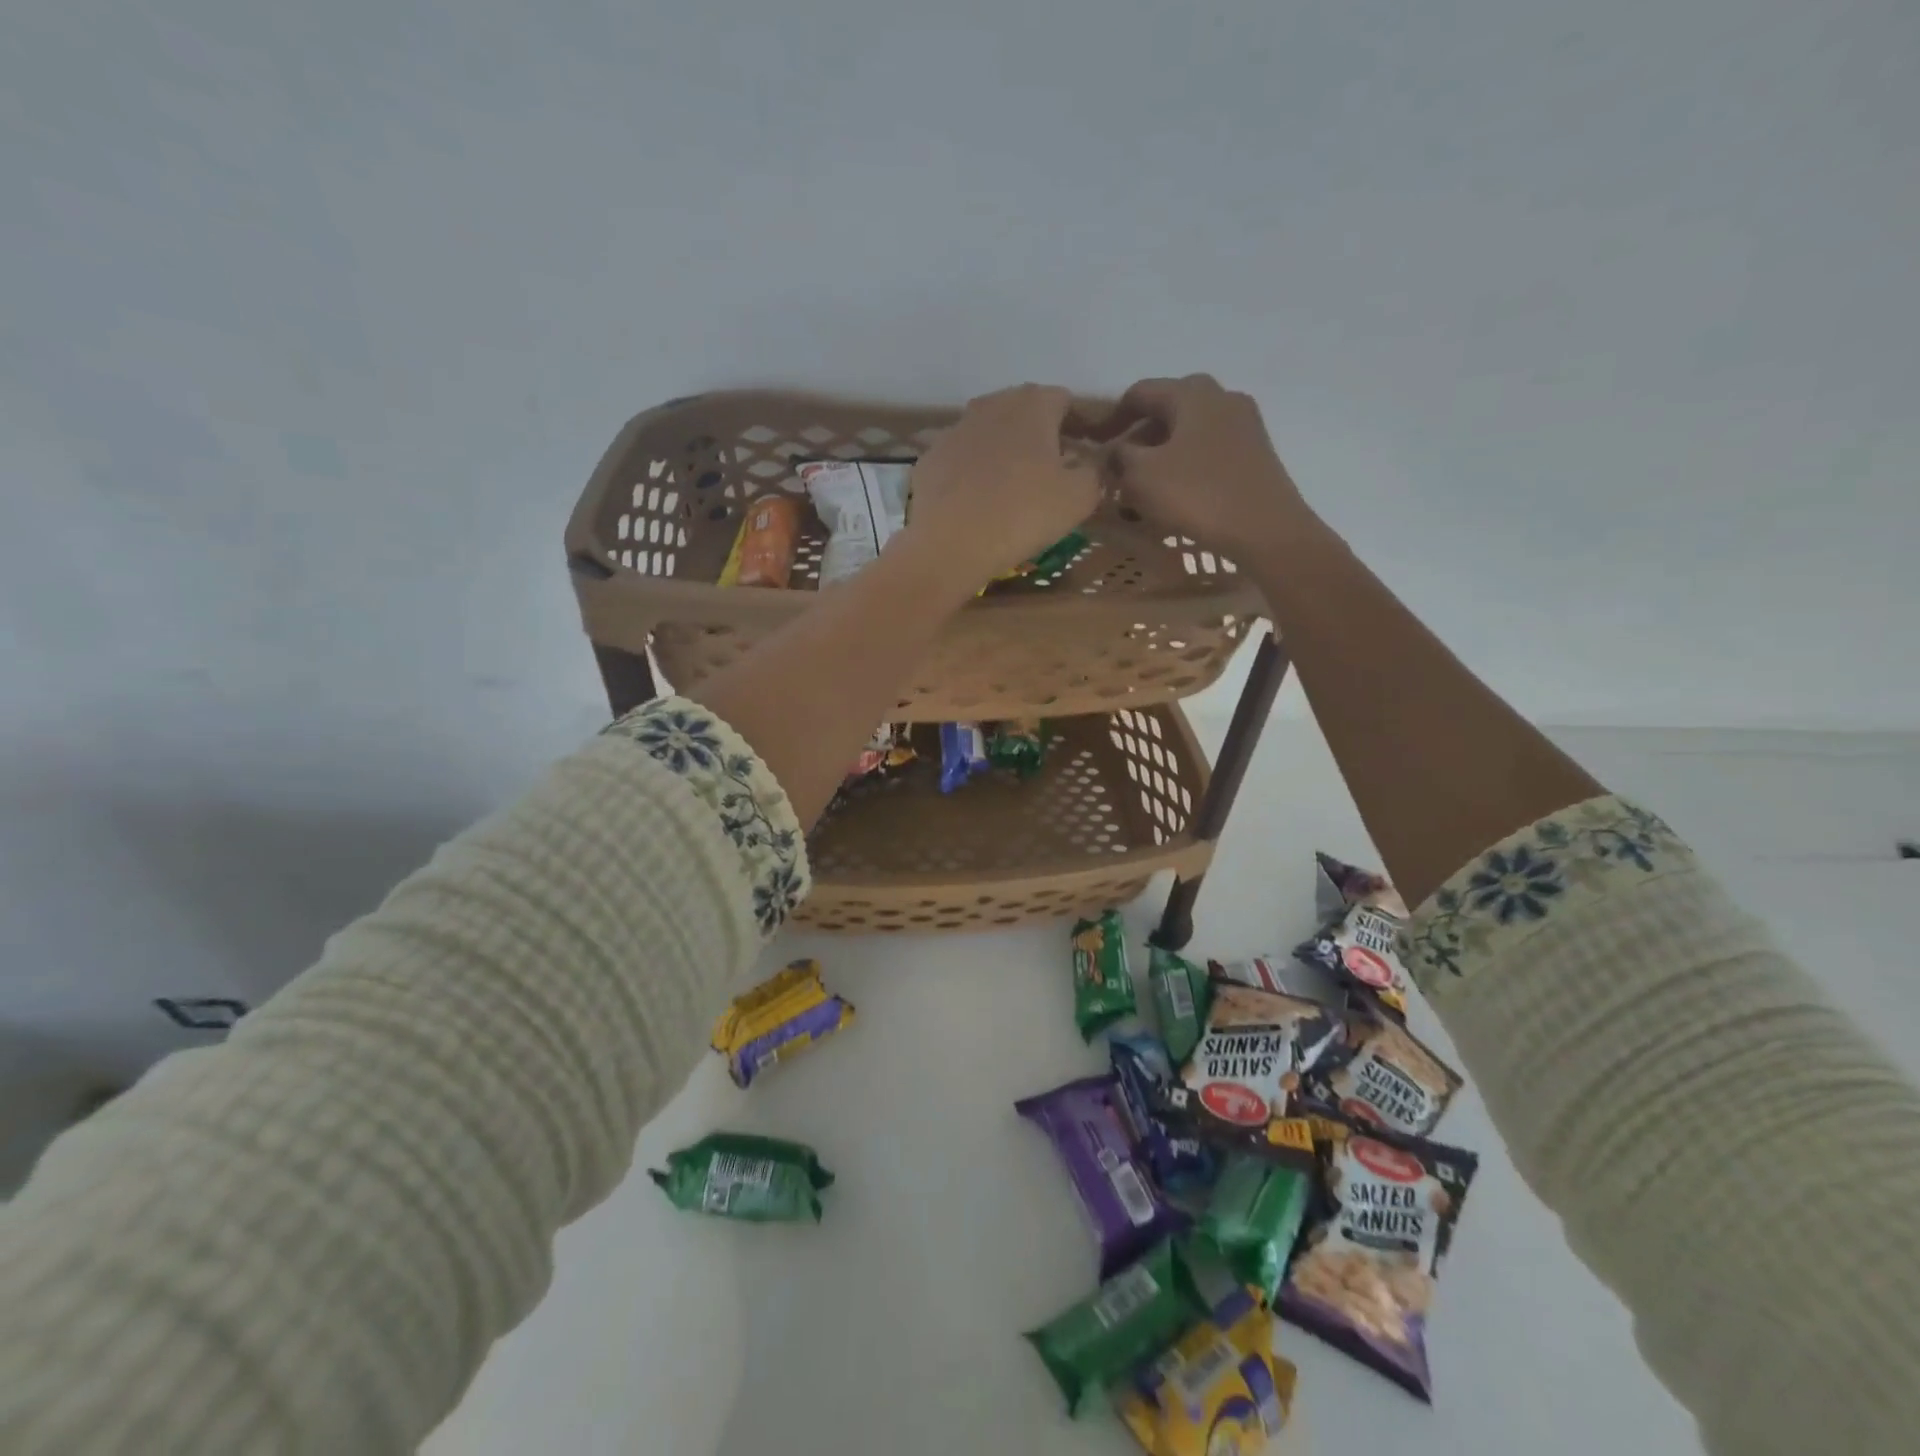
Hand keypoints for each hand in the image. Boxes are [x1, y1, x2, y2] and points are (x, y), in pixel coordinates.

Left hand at [902, 384, 1100, 591]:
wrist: (950, 544)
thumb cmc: (1023, 514)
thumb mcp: (1080, 498)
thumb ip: (1095, 472)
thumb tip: (1092, 464)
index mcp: (1033, 404)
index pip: (1065, 401)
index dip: (1079, 425)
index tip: (1086, 452)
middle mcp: (991, 404)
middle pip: (1024, 411)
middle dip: (1040, 434)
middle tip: (1052, 469)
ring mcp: (955, 429)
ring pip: (989, 433)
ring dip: (1004, 451)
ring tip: (1013, 486)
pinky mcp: (929, 458)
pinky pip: (961, 459)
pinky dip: (973, 472)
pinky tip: (977, 501)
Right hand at [1098, 375, 1313, 563]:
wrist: (1265, 529)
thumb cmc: (1197, 495)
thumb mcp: (1141, 476)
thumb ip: (1119, 456)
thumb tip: (1114, 450)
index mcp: (1191, 393)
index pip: (1139, 393)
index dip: (1111, 418)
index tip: (1094, 444)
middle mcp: (1221, 397)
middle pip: (1168, 409)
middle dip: (1139, 436)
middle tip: (1119, 467)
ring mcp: (1244, 424)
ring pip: (1189, 431)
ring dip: (1161, 454)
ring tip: (1144, 487)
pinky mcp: (1255, 452)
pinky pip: (1208, 450)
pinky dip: (1185, 465)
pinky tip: (1176, 494)